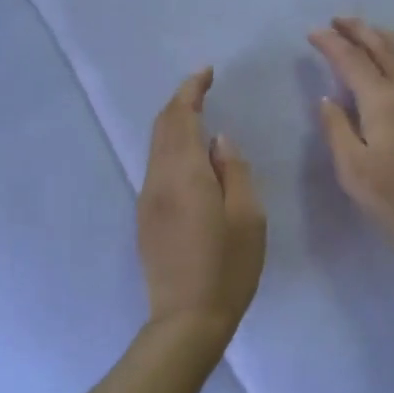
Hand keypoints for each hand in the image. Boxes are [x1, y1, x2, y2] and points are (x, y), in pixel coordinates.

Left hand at [137, 68, 265, 339]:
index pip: (180, 117)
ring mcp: (147, 199)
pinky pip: (156, 167)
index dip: (191, 90)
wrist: (186, 320)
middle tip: (204, 89)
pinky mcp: (145, 218)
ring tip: (200, 118)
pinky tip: (191, 158)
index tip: (207, 73)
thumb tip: (219, 140)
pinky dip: (171, 148)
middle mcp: (157, 179)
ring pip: (156, 147)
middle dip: (180, 102)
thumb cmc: (227, 267)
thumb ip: (233, 170)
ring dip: (174, 125)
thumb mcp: (247, 216)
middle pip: (162, 127)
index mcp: (183, 174)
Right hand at [309, 19, 393, 261]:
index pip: (352, 61)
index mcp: (382, 101)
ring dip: (388, 41)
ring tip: (374, 33)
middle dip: (360, 30)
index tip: (313, 33)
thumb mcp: (352, 168)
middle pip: (383, 49)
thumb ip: (337, 128)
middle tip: (339, 20)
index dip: (331, 44)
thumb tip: (328, 98)